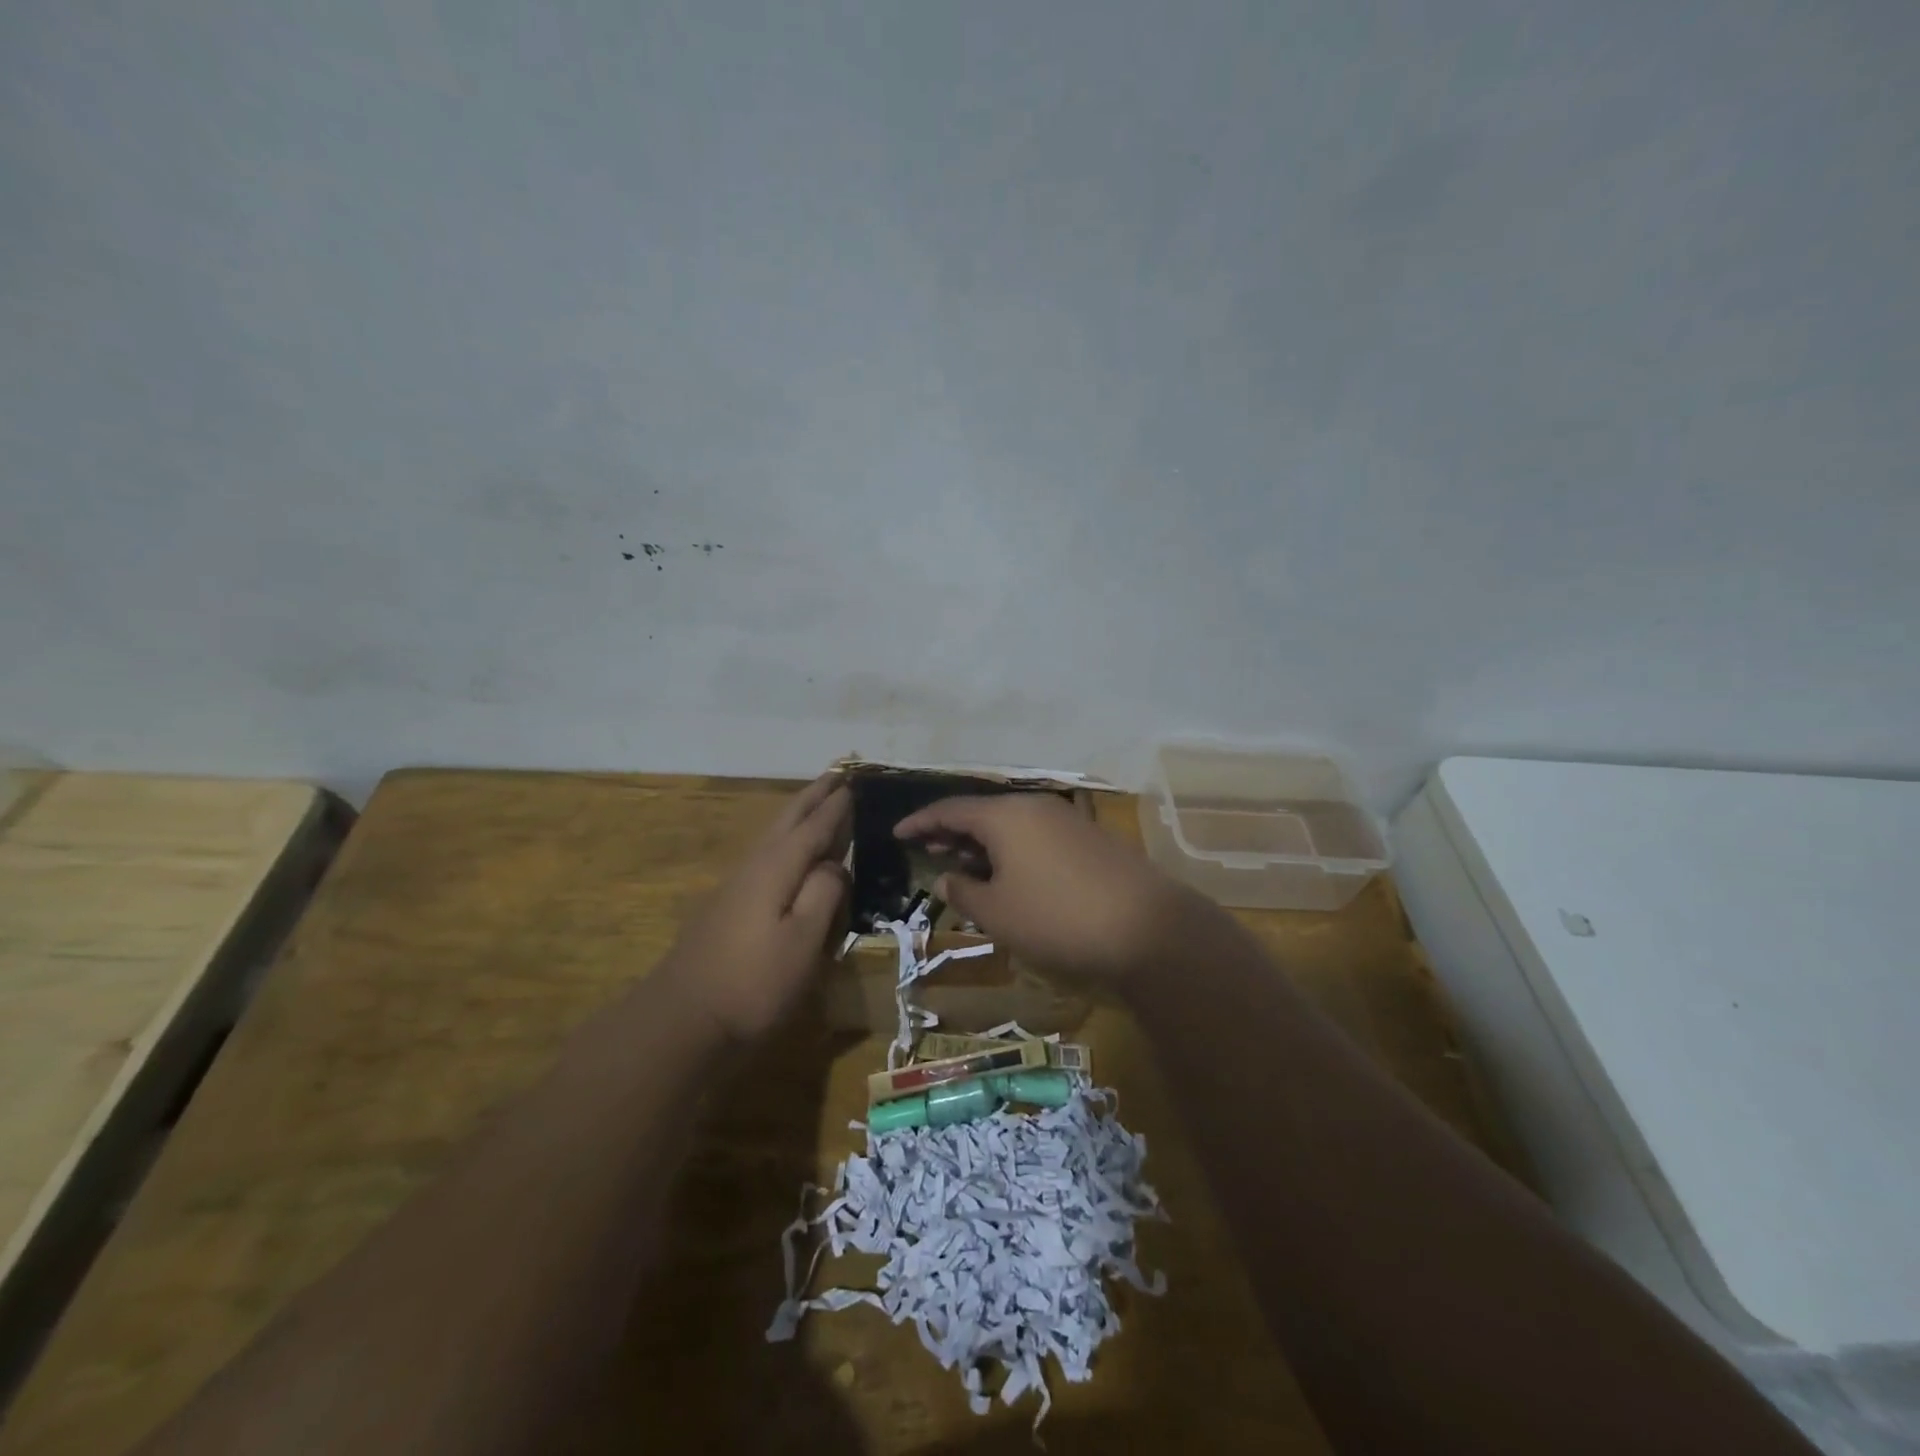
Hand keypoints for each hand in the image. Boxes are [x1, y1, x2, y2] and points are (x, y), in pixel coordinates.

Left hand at [658, 773, 851, 1040]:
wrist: (681, 1020)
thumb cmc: (753, 983)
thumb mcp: (803, 941)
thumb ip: (824, 894)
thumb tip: (836, 865)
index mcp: (777, 867)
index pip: (815, 826)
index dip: (836, 805)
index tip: (855, 780)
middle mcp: (755, 865)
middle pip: (788, 820)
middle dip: (814, 796)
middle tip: (837, 773)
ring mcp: (737, 885)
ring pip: (774, 836)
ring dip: (798, 814)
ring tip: (817, 801)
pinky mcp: (728, 906)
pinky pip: (767, 855)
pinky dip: (786, 840)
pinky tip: (789, 852)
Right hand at [892, 794, 1205, 983]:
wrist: (1146, 928)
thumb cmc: (1056, 918)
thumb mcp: (998, 912)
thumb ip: (964, 891)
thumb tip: (946, 877)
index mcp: (1005, 816)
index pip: (950, 809)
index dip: (920, 822)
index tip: (897, 834)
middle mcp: (1034, 806)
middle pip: (982, 812)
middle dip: (951, 831)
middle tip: (927, 848)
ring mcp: (1066, 820)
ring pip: (1011, 824)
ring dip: (983, 842)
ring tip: (963, 863)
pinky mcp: (1089, 839)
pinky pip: (1035, 835)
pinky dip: (1012, 849)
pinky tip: (1009, 874)